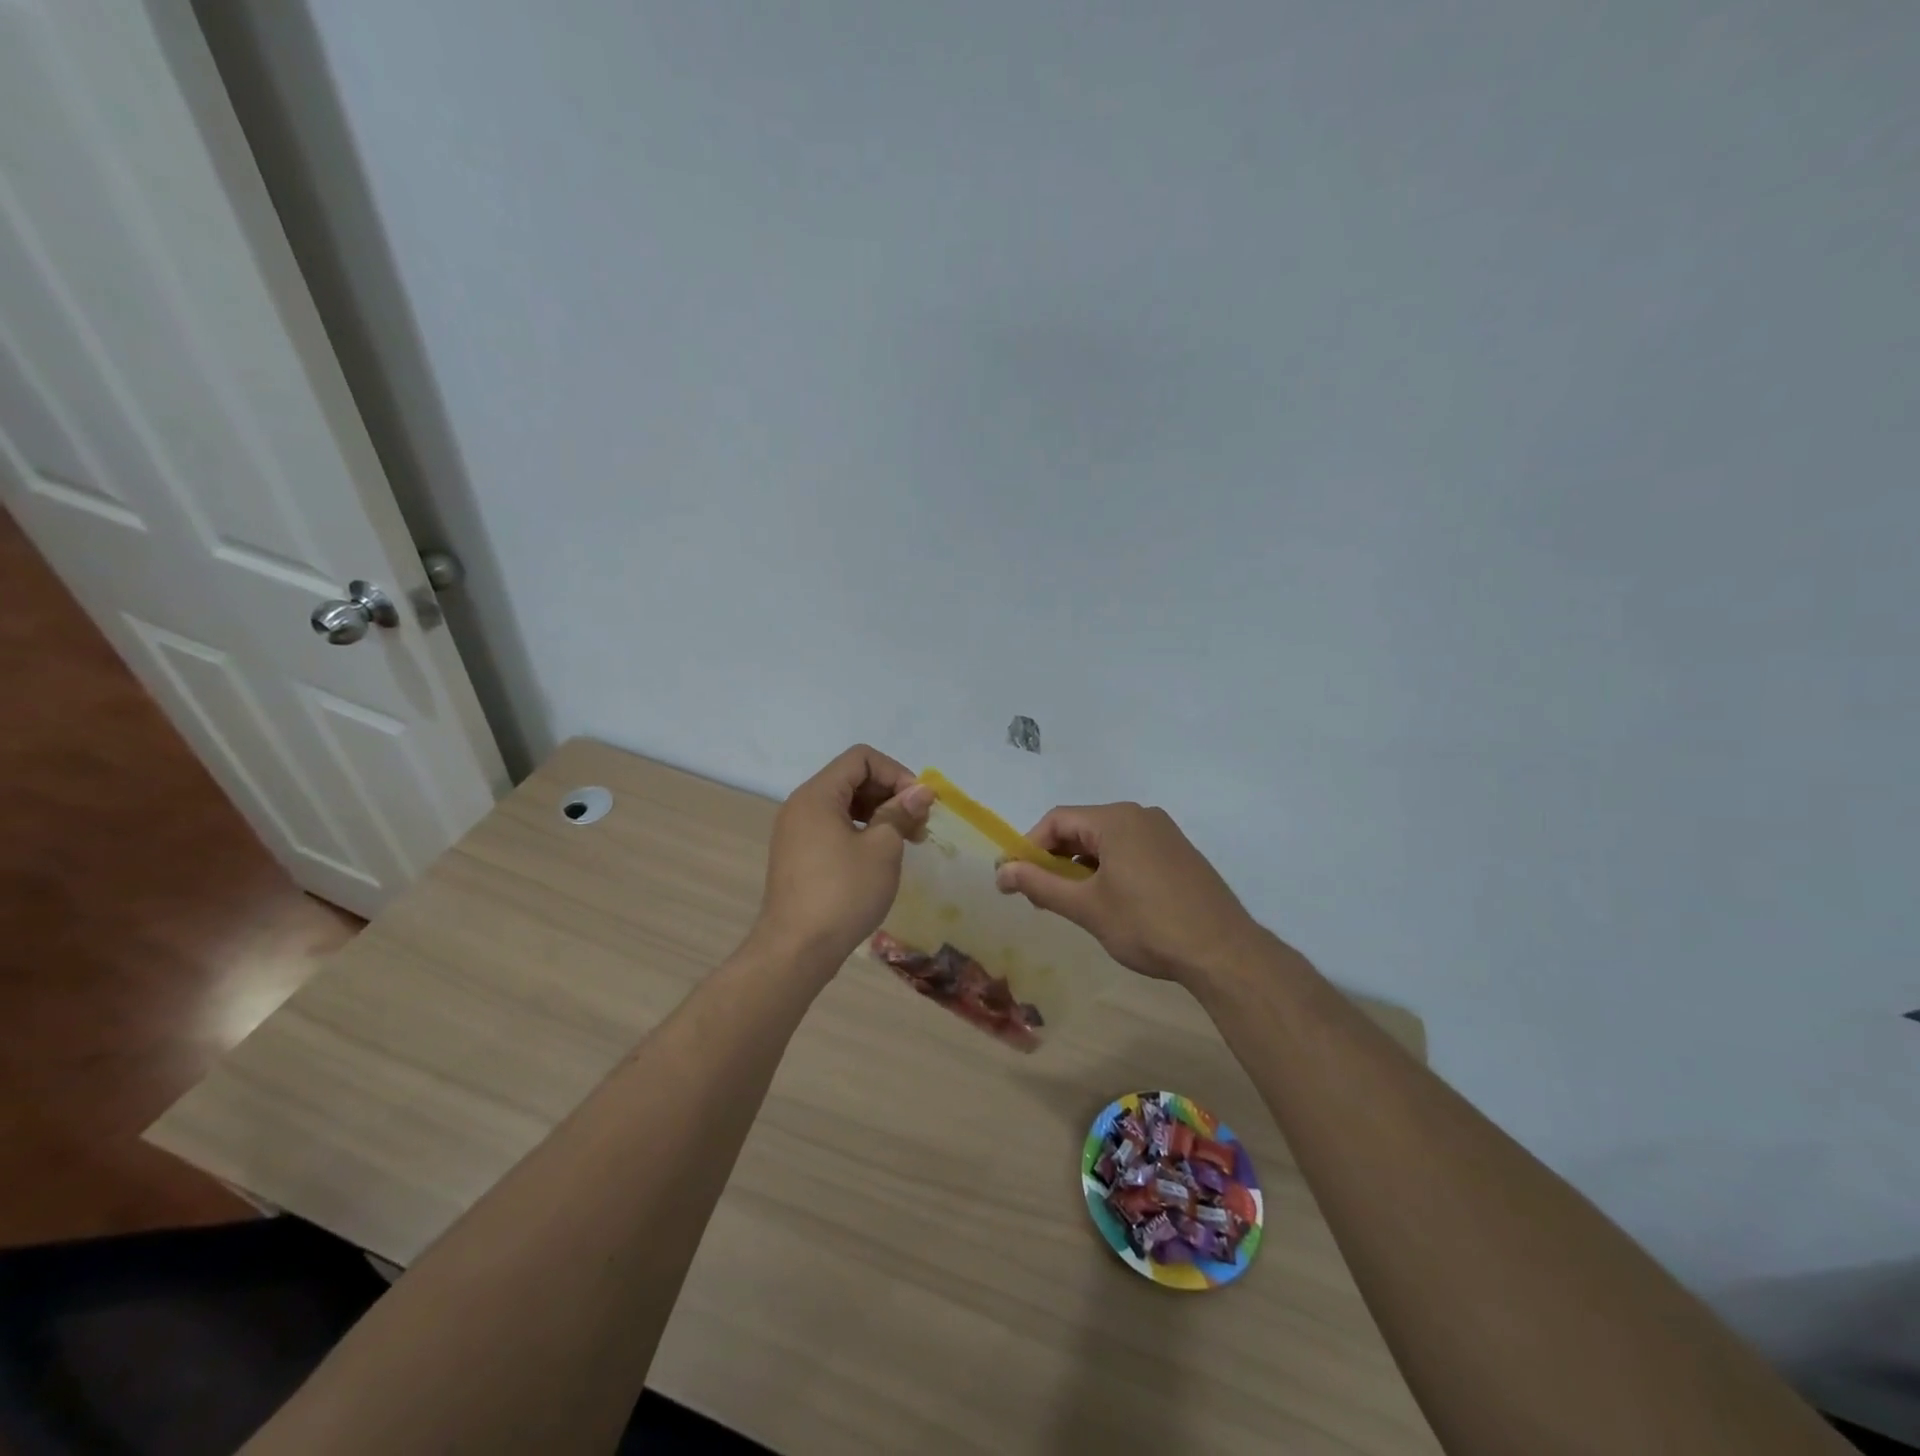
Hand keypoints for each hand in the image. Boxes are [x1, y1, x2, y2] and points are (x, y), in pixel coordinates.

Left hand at [752, 745, 932, 969]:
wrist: (796, 950)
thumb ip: (901, 813)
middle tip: (919, 825)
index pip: (861, 758)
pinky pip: (833, 828)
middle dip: (890, 794)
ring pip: (844, 805)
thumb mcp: (882, 849)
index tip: (918, 803)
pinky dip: (861, 832)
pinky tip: (881, 857)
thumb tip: (921, 791)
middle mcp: (801, 806)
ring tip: (907, 841)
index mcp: (817, 795)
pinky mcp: (798, 857)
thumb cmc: (843, 893)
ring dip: (879, 814)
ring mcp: (796, 832)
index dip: (895, 772)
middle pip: (852, 779)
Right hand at [995, 803, 1265, 988]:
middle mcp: (1140, 815)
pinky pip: (1131, 850)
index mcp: (1116, 819)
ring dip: (1081, 865)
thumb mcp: (1086, 907)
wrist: (1223, 952)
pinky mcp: (1178, 853)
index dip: (1029, 848)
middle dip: (1055, 858)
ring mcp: (1164, 833)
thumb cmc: (1147, 925)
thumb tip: (1001, 872)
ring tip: (1071, 901)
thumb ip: (1040, 885)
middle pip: (1081, 827)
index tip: (1014, 880)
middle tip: (1040, 895)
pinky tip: (1108, 900)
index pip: (1056, 821)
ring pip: (1106, 840)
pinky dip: (1109, 868)